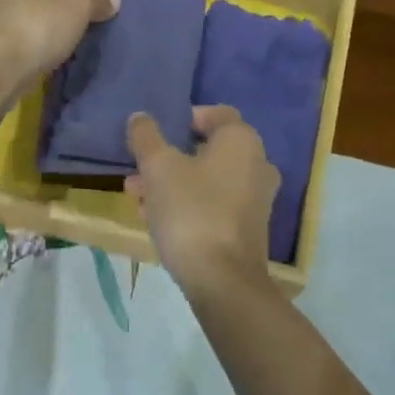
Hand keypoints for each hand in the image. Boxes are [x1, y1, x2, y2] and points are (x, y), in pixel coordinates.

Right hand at [126, 105, 277, 295]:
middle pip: (207, 150)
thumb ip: (146, 137)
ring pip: (207, 180)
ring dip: (172, 184)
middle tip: (138, 170)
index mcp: (242, 141)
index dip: (185, 118)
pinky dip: (188, 205)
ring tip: (137, 198)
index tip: (156, 133)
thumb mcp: (158, 168)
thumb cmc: (191, 211)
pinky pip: (214, 205)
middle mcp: (257, 164)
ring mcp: (256, 199)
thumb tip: (140, 117)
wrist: (222, 280)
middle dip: (169, 158)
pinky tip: (156, 220)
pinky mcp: (247, 228)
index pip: (216, 114)